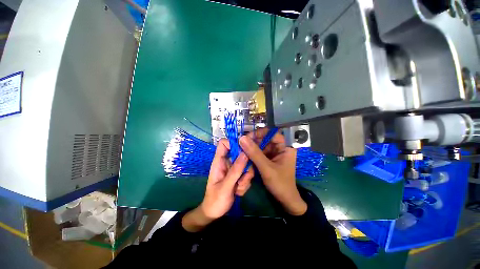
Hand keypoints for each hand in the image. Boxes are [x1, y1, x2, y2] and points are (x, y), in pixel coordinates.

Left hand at [182, 139, 253, 231]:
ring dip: (245, 178)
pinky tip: (238, 191)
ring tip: (238, 188)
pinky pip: (247, 174)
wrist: (215, 213)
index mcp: (219, 162)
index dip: (233, 143)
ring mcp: (234, 169)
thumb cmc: (215, 200)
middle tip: (243, 178)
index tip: (243, 151)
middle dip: (245, 167)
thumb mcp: (225, 186)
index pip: (224, 144)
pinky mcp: (239, 175)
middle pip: (240, 154)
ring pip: (246, 165)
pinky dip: (245, 183)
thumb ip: (235, 170)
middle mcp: (227, 163)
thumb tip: (245, 153)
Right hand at [239, 128, 306, 215]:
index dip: (261, 132)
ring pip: (261, 145)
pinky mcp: (269, 159)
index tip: (248, 136)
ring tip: (241, 149)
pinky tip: (245, 155)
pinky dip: (253, 153)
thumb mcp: (266, 168)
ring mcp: (274, 154)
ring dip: (252, 147)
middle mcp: (280, 148)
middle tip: (242, 143)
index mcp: (286, 148)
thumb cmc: (280, 184)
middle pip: (266, 139)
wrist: (285, 200)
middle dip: (254, 141)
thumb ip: (254, 153)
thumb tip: (242, 138)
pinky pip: (260, 152)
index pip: (273, 133)